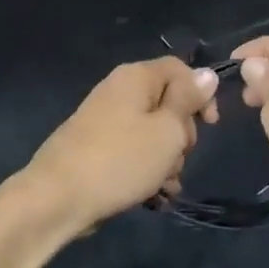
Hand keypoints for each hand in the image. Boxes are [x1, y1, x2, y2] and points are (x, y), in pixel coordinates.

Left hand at [21, 58, 219, 235]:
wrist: (57, 198)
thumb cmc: (121, 160)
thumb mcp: (167, 131)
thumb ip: (188, 100)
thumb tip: (207, 74)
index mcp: (136, 77)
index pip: (180, 69)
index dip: (201, 93)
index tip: (211, 125)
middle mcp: (119, 90)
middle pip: (167, 103)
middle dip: (182, 134)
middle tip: (178, 157)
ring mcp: (105, 119)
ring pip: (153, 132)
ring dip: (167, 158)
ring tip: (164, 185)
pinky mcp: (97, 146)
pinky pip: (133, 150)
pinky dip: (147, 169)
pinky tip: (154, 195)